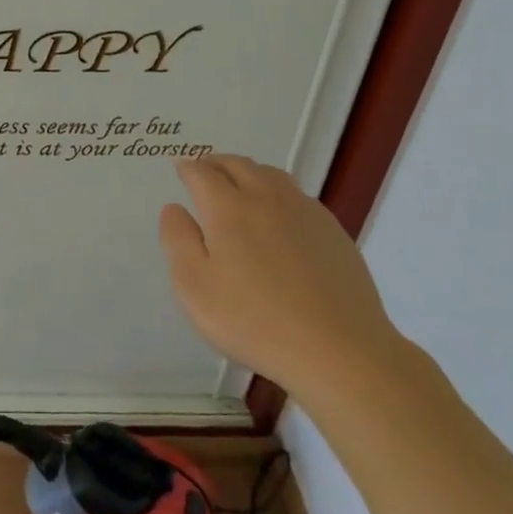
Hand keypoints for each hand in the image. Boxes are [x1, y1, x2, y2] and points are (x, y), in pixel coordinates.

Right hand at [158, 155, 402, 402]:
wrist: (339, 351)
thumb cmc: (253, 320)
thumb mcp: (194, 286)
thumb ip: (177, 240)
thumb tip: (174, 208)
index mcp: (228, 207)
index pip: (202, 172)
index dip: (187, 167)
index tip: (179, 168)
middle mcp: (266, 197)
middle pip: (238, 165)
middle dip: (216, 163)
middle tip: (204, 170)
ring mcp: (304, 212)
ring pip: (271, 175)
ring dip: (248, 172)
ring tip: (239, 185)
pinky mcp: (333, 231)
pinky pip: (298, 196)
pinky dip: (278, 192)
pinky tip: (278, 215)